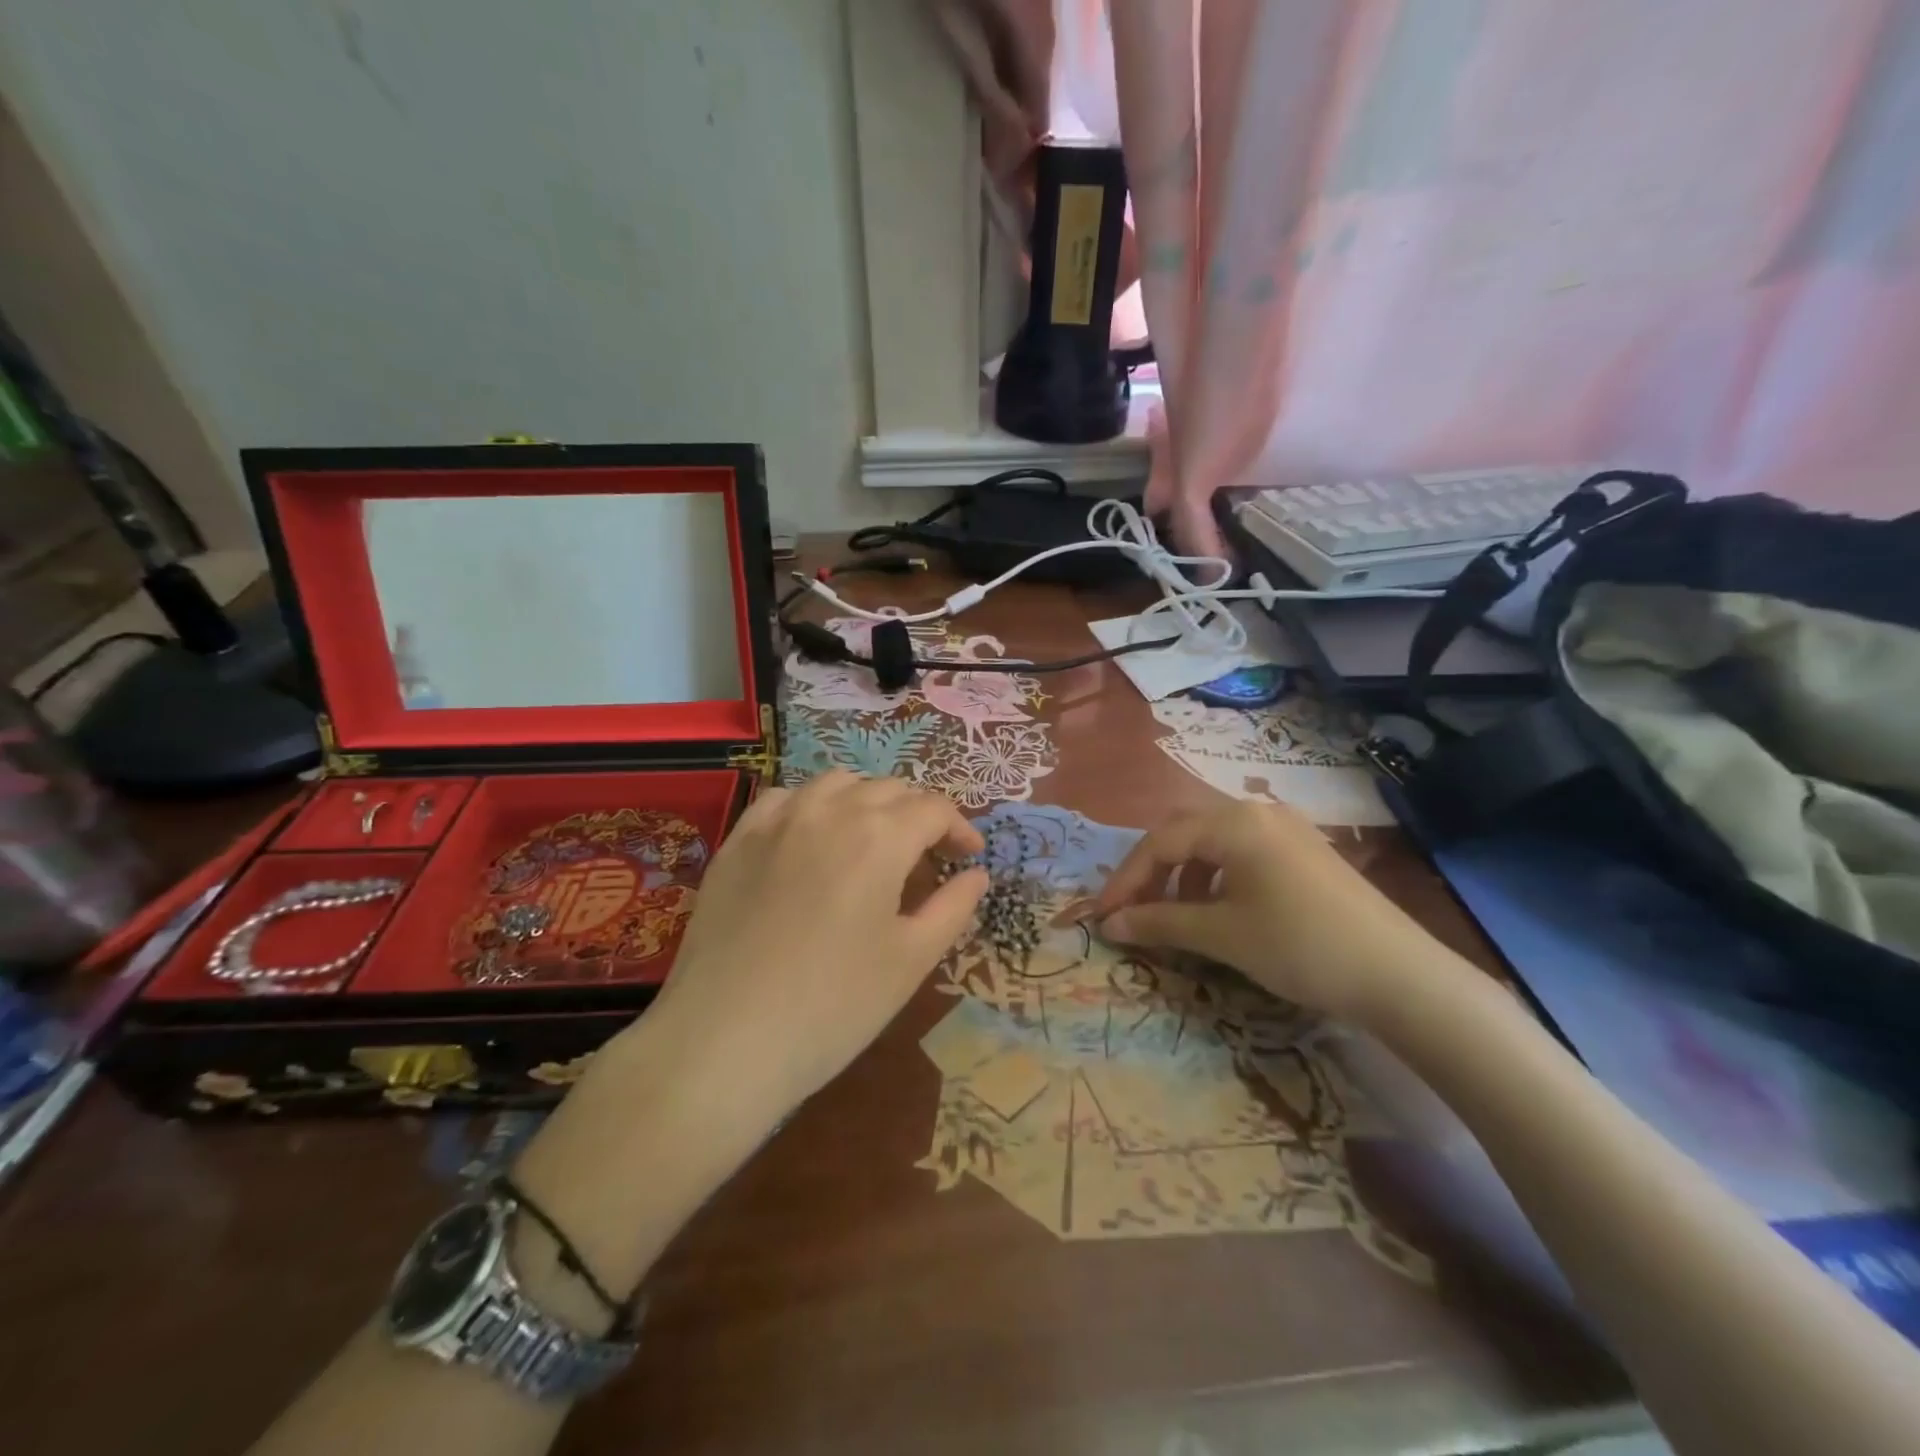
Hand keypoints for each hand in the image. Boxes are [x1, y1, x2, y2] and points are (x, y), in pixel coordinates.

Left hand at [647, 772, 986, 1124]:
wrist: (723, 1041)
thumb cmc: (833, 1006)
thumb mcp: (911, 961)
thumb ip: (953, 907)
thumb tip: (976, 874)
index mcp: (879, 836)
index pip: (933, 808)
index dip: (959, 829)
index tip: (969, 857)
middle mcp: (829, 810)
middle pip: (889, 789)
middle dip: (919, 814)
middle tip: (929, 855)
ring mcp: (777, 821)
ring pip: (837, 783)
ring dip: (868, 801)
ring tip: (875, 840)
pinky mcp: (738, 840)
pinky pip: (786, 798)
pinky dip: (814, 805)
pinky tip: (814, 837)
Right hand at [1090, 801, 1442, 1025]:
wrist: (1400, 975)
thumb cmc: (1299, 946)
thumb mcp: (1222, 935)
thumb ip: (1159, 923)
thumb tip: (1110, 924)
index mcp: (1233, 822)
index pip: (1159, 842)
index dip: (1125, 880)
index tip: (1102, 916)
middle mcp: (1256, 811)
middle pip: (1183, 833)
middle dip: (1151, 872)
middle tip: (1131, 911)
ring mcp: (1285, 828)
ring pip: (1212, 842)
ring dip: (1183, 875)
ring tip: (1174, 914)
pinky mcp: (1304, 850)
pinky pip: (1242, 852)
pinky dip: (1216, 877)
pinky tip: (1219, 909)